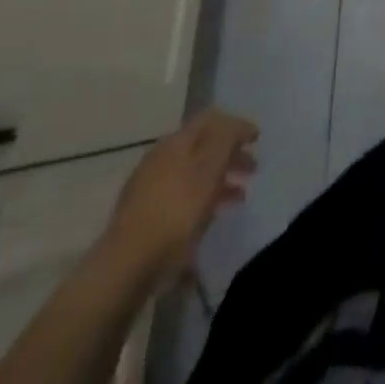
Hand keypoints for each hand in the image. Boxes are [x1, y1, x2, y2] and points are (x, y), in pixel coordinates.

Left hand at [102, 108, 257, 283]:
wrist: (126, 265)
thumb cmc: (176, 212)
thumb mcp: (210, 168)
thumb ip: (227, 139)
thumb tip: (238, 124)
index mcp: (176, 141)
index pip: (211, 118)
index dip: (237, 124)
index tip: (258, 139)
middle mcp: (161, 156)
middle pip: (203, 145)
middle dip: (230, 153)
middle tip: (253, 169)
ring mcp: (149, 186)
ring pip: (193, 172)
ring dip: (219, 178)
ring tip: (239, 197)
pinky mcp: (144, 214)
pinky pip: (182, 195)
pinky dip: (202, 198)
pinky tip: (211, 215)